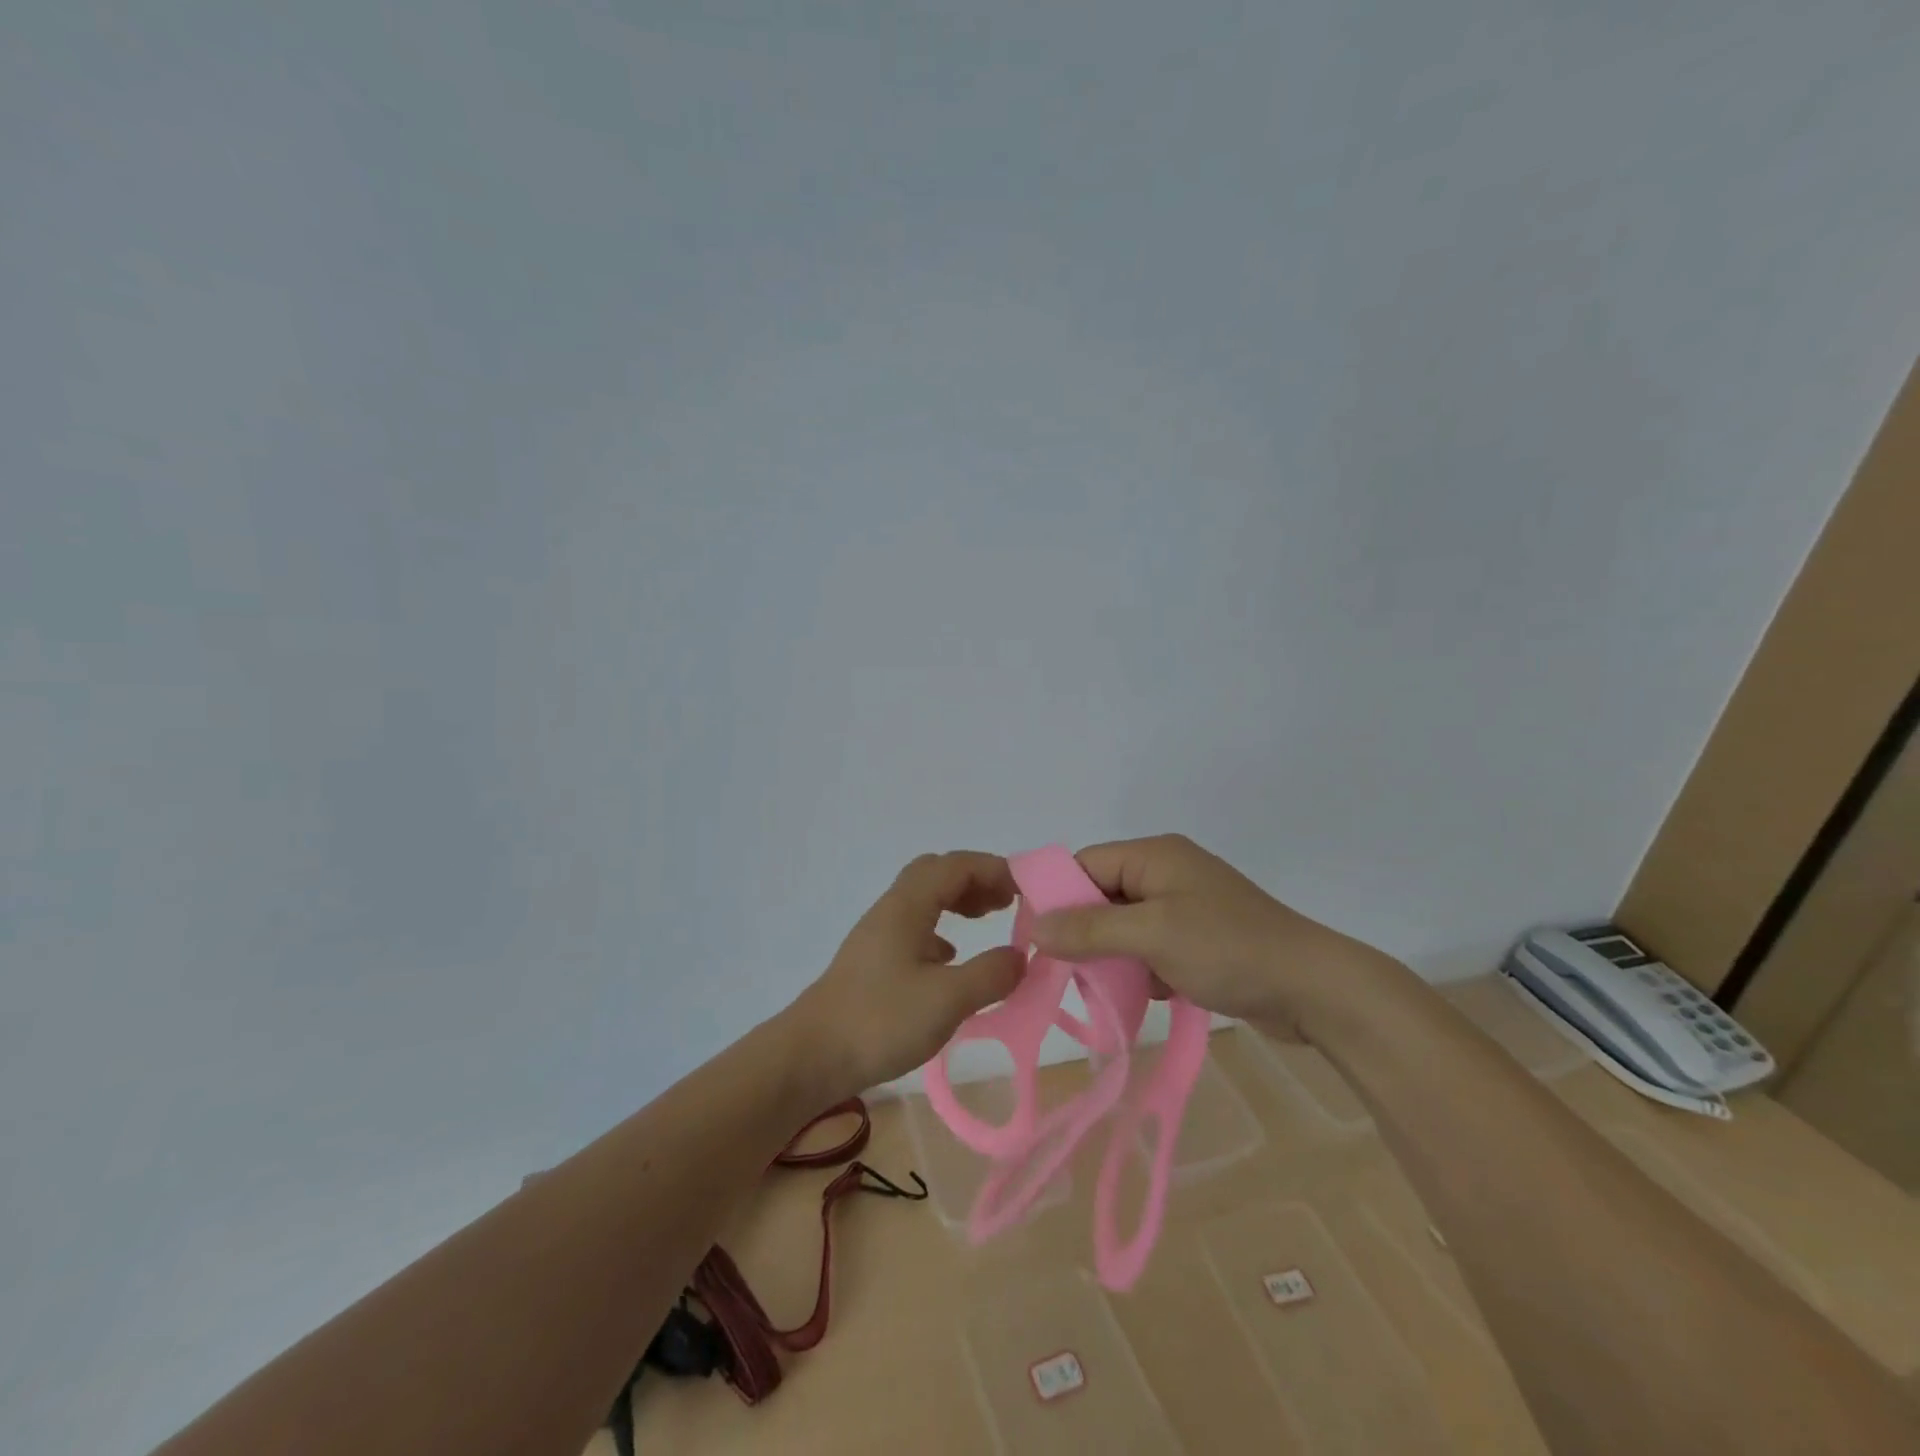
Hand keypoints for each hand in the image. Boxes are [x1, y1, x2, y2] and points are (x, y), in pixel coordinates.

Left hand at [786, 852, 1025, 1097]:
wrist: (811, 1056)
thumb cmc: (880, 1021)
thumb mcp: (947, 999)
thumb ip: (990, 974)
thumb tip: (1021, 957)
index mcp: (908, 906)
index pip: (957, 866)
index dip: (995, 869)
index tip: (1029, 891)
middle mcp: (892, 910)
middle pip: (937, 873)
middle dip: (976, 879)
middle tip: (1008, 903)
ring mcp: (879, 935)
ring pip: (924, 899)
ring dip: (958, 902)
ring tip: (988, 921)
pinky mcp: (874, 961)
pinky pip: (914, 927)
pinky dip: (941, 930)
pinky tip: (951, 959)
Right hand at [1027, 834, 1408, 1041]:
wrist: (1314, 989)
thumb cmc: (1229, 949)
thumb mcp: (1152, 935)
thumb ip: (1090, 929)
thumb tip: (1035, 926)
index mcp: (1154, 855)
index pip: (1085, 864)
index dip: (1057, 897)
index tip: (1036, 940)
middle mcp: (1166, 872)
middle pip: (1102, 896)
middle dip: (1085, 933)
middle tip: (1068, 972)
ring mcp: (1185, 906)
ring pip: (1124, 926)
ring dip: (1114, 957)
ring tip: (1108, 989)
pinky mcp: (1199, 938)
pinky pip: (1151, 947)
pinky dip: (1142, 969)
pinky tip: (1151, 993)